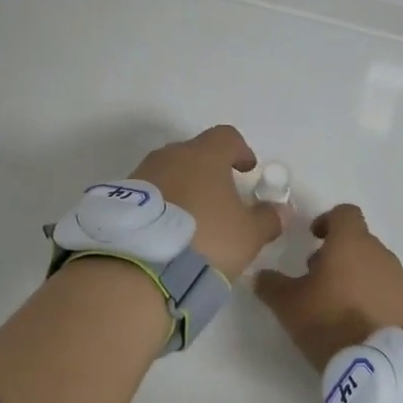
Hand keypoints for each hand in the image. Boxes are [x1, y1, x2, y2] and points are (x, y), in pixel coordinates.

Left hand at [130, 126, 284, 280]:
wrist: (139, 264)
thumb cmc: (205, 239)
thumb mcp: (248, 235)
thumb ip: (268, 219)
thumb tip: (282, 210)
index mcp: (204, 155)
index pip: (226, 137)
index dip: (240, 150)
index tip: (247, 169)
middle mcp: (170, 156)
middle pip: (194, 153)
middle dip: (208, 170)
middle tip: (220, 197)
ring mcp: (141, 174)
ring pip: (168, 172)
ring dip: (182, 187)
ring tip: (192, 218)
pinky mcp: (120, 197)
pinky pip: (149, 193)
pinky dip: (161, 204)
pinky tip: (167, 229)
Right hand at [254, 204, 402, 370]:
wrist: (383, 367)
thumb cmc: (331, 321)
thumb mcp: (288, 304)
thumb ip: (271, 284)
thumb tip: (260, 275)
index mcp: (350, 242)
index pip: (344, 212)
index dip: (327, 220)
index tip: (313, 238)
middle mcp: (379, 253)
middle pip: (357, 241)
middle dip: (336, 254)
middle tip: (316, 278)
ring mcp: (399, 280)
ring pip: (372, 266)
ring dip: (353, 276)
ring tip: (335, 305)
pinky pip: (386, 290)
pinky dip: (370, 297)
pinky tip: (356, 323)